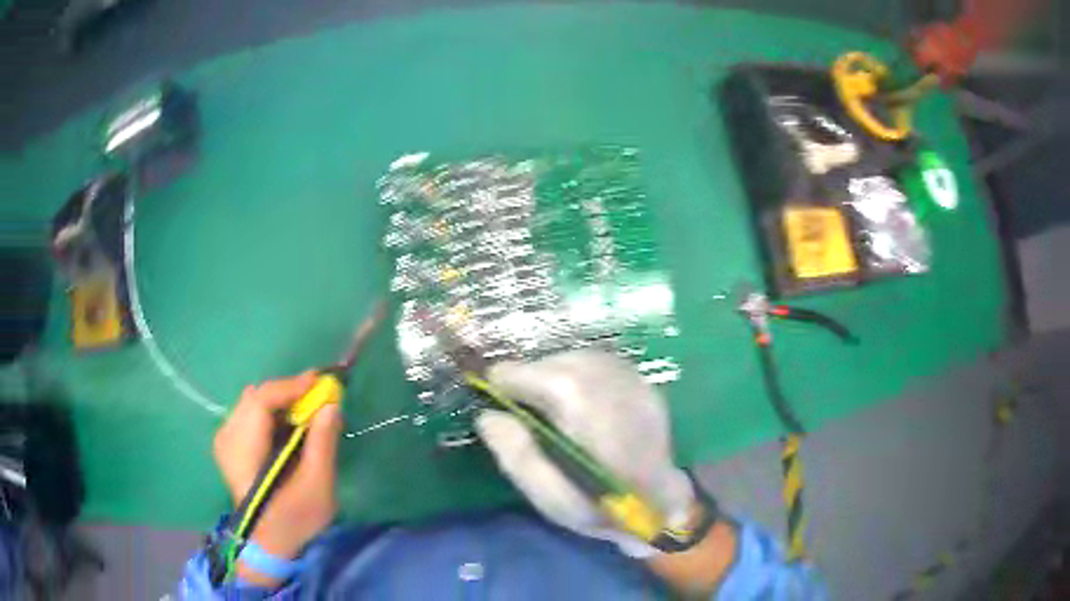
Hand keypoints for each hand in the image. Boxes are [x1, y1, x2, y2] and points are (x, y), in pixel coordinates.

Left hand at [212, 372, 342, 585]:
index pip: (260, 403)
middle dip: (287, 392)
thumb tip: (330, 404)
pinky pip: (248, 413)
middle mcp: (227, 440)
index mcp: (244, 453)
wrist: (270, 543)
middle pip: (255, 398)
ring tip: (305, 411)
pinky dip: (270, 412)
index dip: (289, 387)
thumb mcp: (317, 487)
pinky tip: (286, 426)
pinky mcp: (227, 445)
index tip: (319, 380)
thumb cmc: (295, 520)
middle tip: (317, 395)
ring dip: (279, 402)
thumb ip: (323, 444)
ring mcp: (224, 441)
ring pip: (251, 403)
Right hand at [475, 350, 697, 557]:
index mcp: (580, 404)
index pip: (528, 372)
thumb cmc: (603, 507)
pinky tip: (582, 403)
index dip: (504, 384)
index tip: (494, 400)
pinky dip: (581, 376)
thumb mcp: (550, 497)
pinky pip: (599, 364)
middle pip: (552, 361)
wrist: (664, 504)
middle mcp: (607, 377)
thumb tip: (487, 414)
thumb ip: (515, 455)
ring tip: (551, 406)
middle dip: (531, 379)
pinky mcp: (643, 381)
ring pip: (576, 357)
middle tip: (523, 408)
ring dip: (556, 375)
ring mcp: (630, 376)